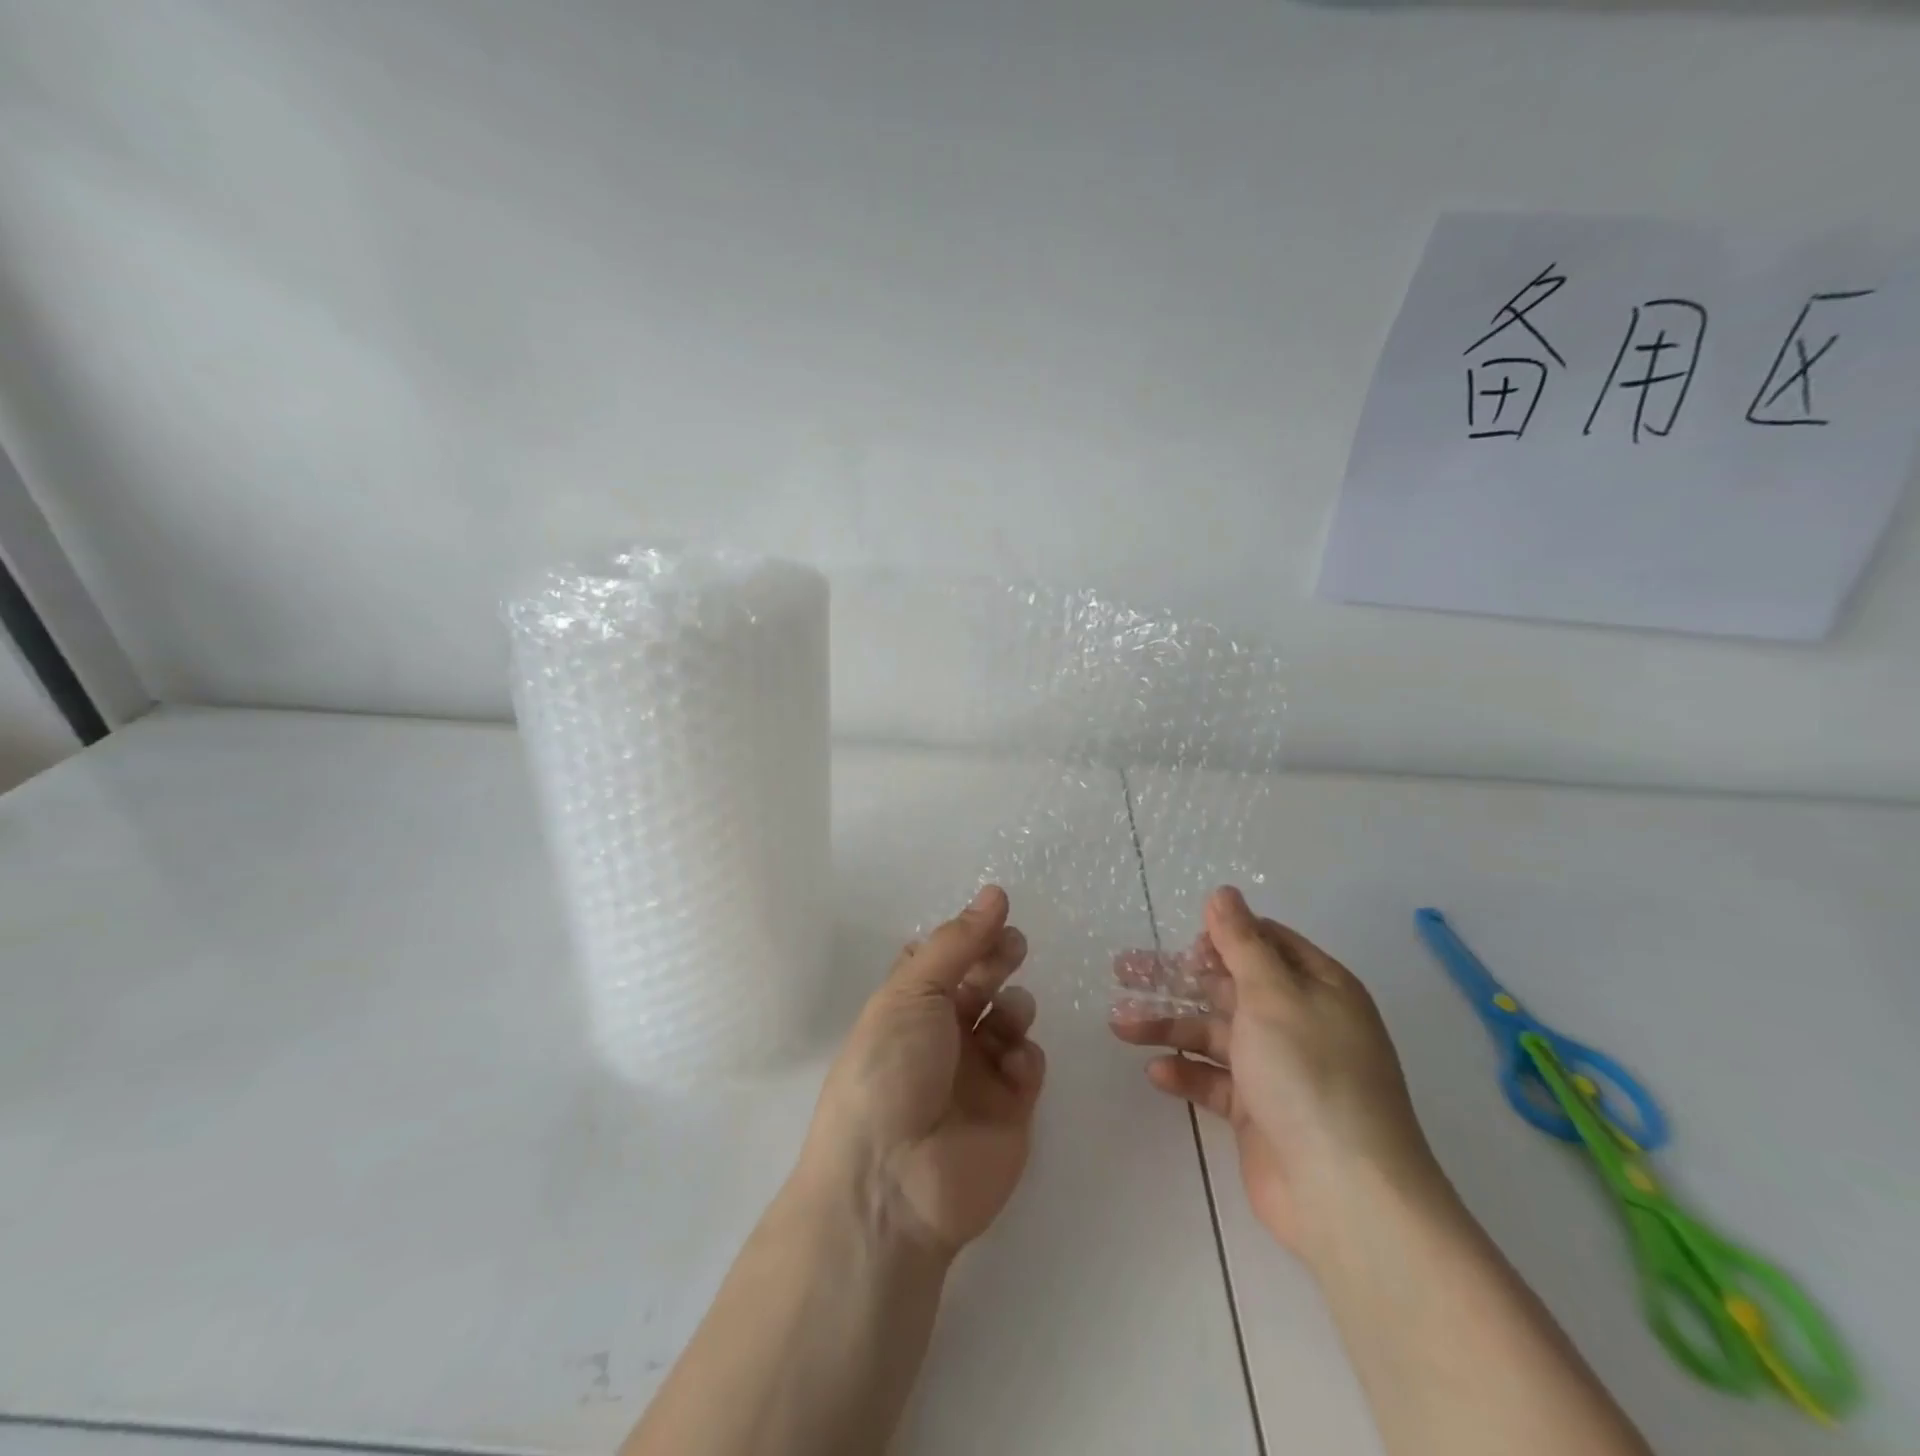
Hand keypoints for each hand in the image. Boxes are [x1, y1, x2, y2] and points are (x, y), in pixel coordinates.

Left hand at [798, 885, 1046, 1258]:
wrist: (895, 1181)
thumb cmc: (890, 1070)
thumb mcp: (912, 992)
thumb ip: (957, 943)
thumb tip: (994, 893)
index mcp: (908, 1006)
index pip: (942, 960)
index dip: (967, 936)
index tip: (997, 910)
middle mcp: (942, 1035)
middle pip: (979, 983)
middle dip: (998, 960)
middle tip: (1014, 946)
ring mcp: (977, 1073)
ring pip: (1009, 1019)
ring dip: (1013, 1006)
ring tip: (1009, 1012)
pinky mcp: (1010, 1109)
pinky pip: (1028, 1063)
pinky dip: (1025, 1054)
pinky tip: (1013, 1063)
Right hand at [1111, 887, 1445, 1260]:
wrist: (1344, 1195)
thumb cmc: (1310, 1074)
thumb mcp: (1272, 994)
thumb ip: (1242, 943)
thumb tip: (1223, 893)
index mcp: (1318, 987)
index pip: (1267, 944)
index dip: (1224, 938)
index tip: (1185, 944)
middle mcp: (1300, 1022)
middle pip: (1229, 987)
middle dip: (1178, 980)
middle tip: (1124, 971)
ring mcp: (1280, 1070)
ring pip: (1214, 1034)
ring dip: (1169, 1026)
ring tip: (1119, 1024)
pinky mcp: (1260, 1113)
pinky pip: (1216, 1081)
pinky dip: (1187, 1072)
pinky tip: (1157, 1071)